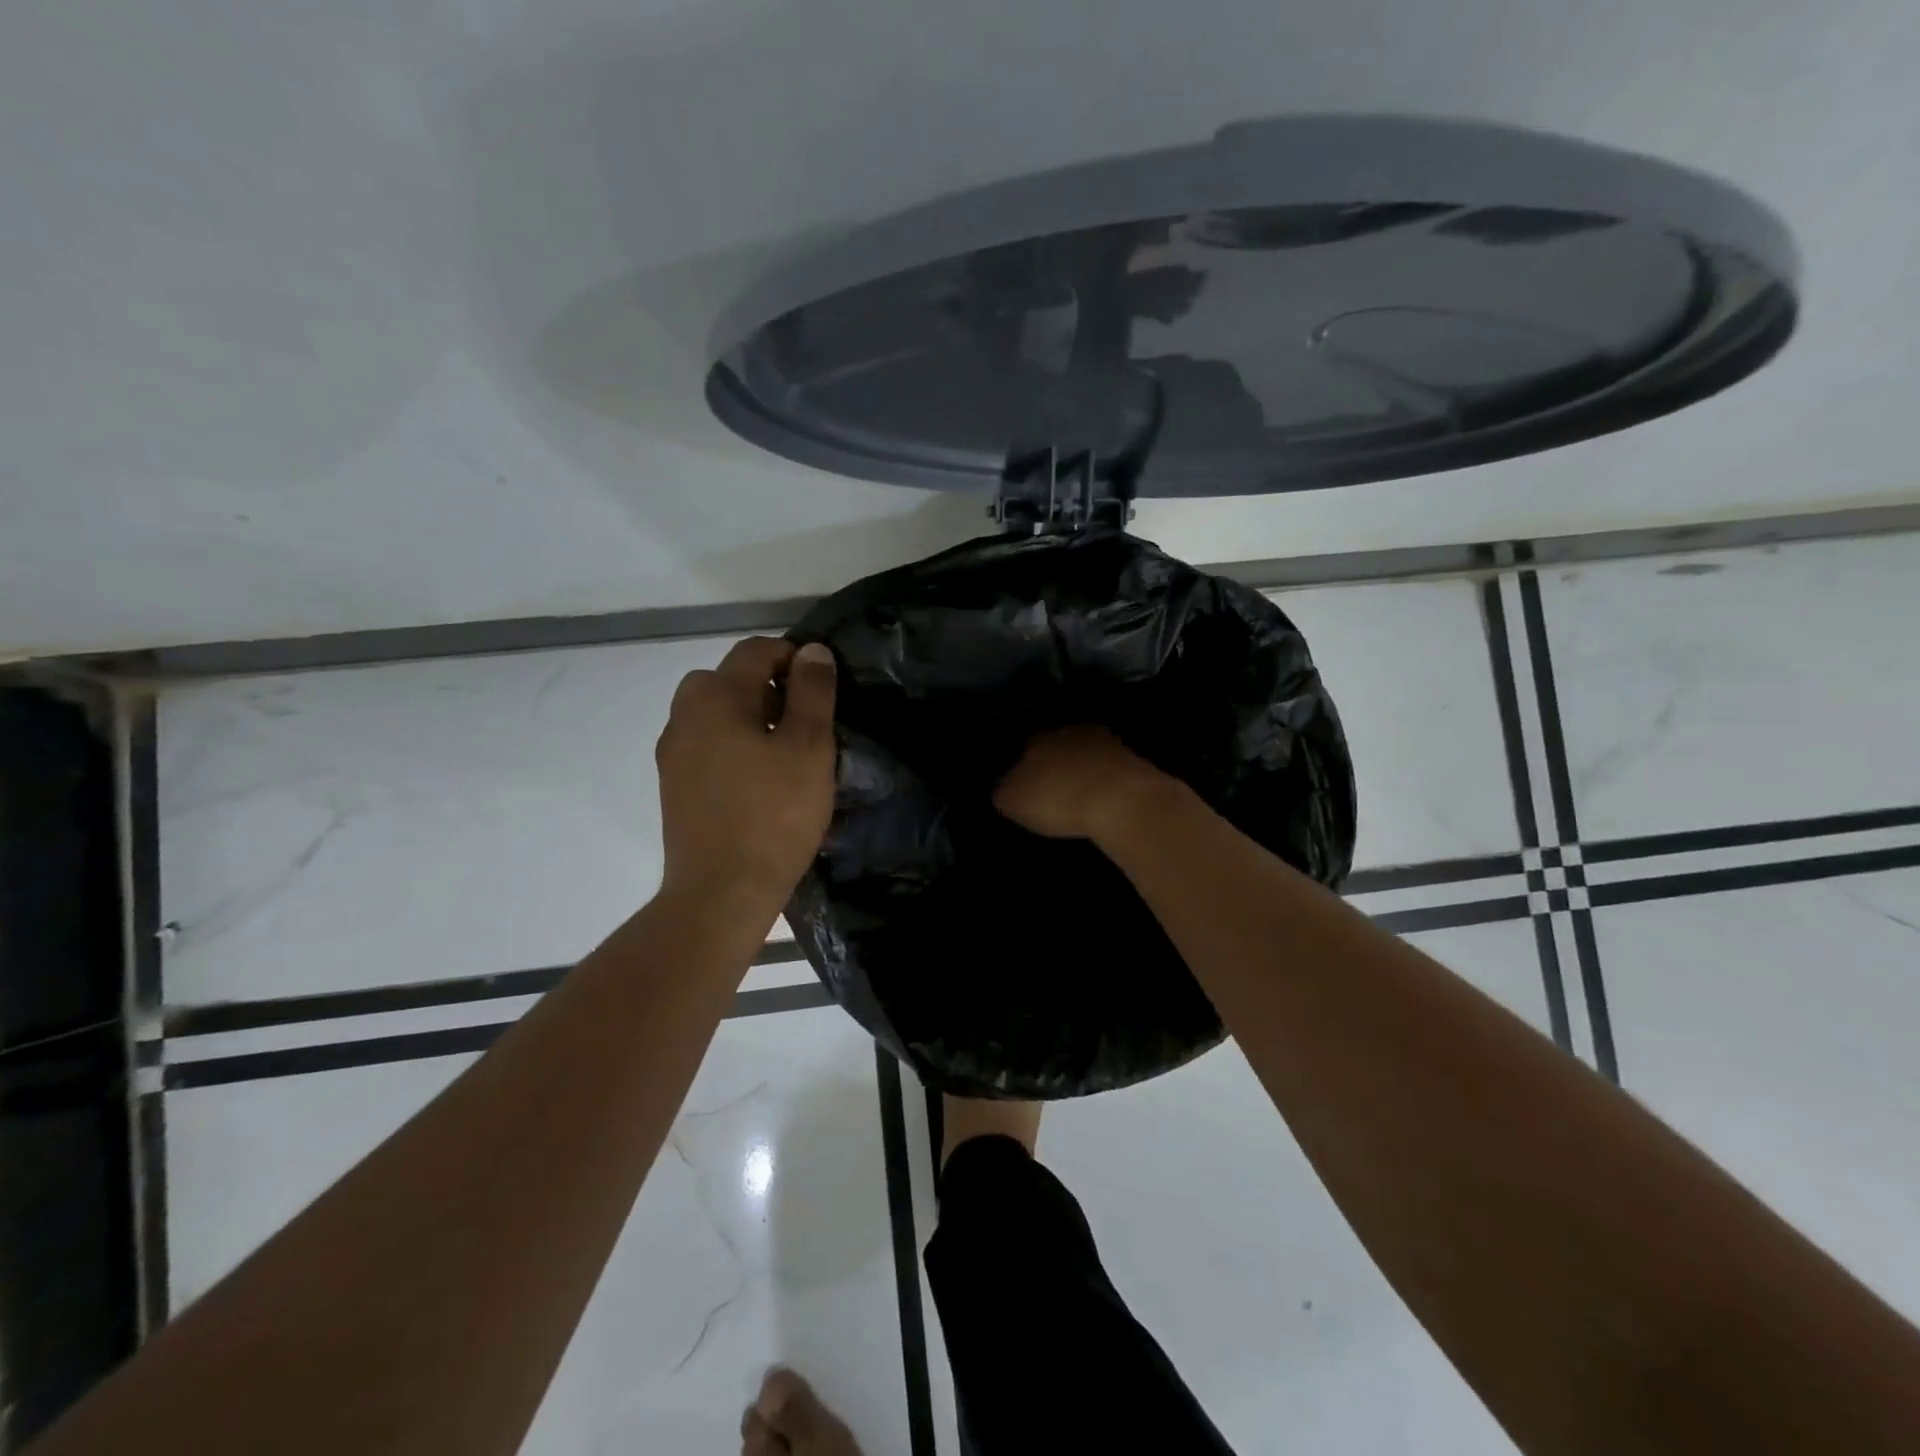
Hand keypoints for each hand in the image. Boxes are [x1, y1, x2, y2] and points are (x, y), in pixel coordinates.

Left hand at [657, 637, 837, 916]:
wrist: (722, 891)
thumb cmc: (774, 815)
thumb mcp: (809, 748)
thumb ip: (813, 692)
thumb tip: (812, 650)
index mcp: (716, 697)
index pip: (755, 650)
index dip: (793, 657)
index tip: (822, 687)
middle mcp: (685, 715)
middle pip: (726, 677)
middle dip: (766, 685)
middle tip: (801, 720)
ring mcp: (673, 752)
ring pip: (712, 711)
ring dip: (746, 715)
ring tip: (781, 751)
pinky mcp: (673, 785)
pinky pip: (704, 743)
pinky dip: (729, 743)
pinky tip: (756, 778)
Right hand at [993, 726, 1179, 843]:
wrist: (1120, 799)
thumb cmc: (1057, 799)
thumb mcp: (1012, 802)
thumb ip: (1003, 791)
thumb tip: (1002, 788)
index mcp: (1036, 738)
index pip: (1024, 745)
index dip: (1023, 764)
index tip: (1025, 783)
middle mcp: (1068, 731)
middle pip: (1057, 743)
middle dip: (1055, 762)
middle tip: (1052, 786)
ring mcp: (1104, 741)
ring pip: (1086, 751)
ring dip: (1083, 767)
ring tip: (1080, 791)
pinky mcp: (1132, 757)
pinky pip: (1110, 766)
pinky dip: (1105, 778)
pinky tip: (1103, 794)